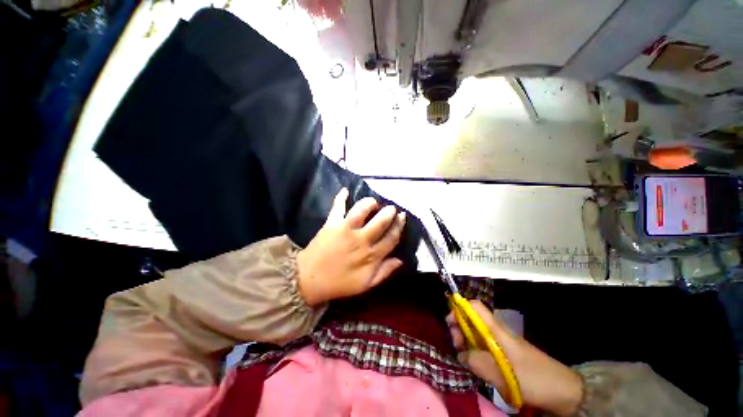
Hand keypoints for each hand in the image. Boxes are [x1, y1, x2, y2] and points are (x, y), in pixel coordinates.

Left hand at [296, 188, 405, 305]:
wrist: (309, 280)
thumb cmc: (340, 283)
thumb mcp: (366, 284)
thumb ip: (384, 272)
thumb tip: (400, 260)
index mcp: (371, 255)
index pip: (391, 238)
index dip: (399, 226)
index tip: (402, 217)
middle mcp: (361, 240)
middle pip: (380, 221)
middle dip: (389, 212)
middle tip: (392, 208)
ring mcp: (345, 230)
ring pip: (361, 211)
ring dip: (369, 203)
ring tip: (373, 203)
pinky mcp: (331, 224)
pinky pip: (337, 208)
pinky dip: (340, 198)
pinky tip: (345, 190)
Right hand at [448, 300, 582, 415]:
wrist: (562, 390)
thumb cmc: (532, 377)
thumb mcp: (502, 373)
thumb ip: (476, 362)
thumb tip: (460, 355)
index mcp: (496, 329)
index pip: (475, 306)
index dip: (460, 308)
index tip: (450, 321)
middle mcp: (497, 331)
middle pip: (472, 320)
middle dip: (460, 329)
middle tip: (457, 348)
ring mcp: (502, 343)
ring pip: (477, 335)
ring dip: (467, 343)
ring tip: (466, 360)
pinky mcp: (505, 354)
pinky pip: (485, 347)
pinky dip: (477, 353)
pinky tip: (477, 366)